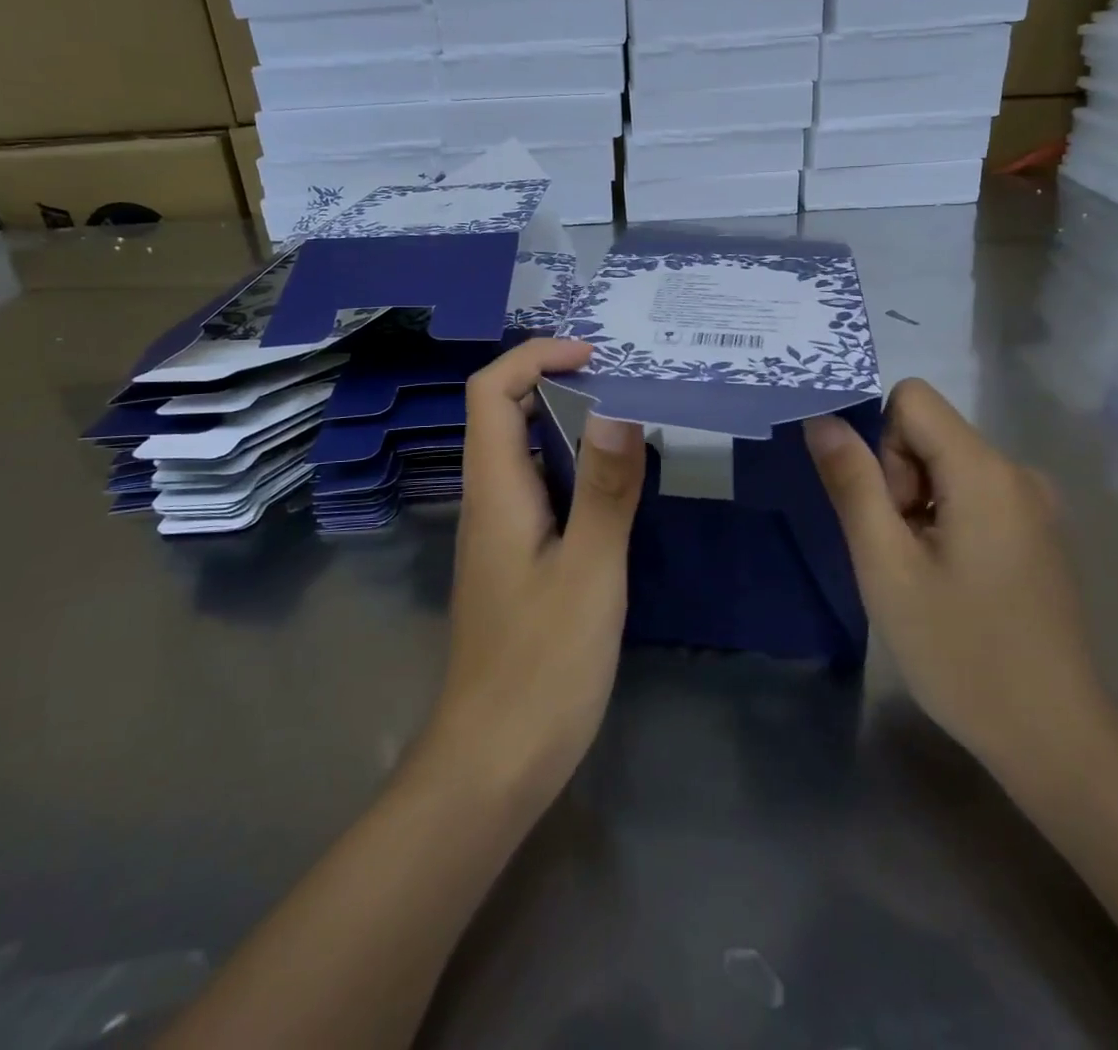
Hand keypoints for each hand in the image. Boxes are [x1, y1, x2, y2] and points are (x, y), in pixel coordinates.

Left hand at [421, 338, 645, 820]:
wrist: (494, 761)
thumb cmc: (543, 667)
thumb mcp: (591, 573)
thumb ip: (607, 489)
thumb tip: (619, 407)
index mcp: (496, 492)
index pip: (490, 392)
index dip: (534, 358)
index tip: (594, 356)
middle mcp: (488, 501)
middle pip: (503, 414)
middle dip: (556, 381)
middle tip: (623, 381)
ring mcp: (499, 532)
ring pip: (523, 452)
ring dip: (568, 423)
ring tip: (629, 419)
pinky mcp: (516, 560)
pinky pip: (539, 489)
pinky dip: (573, 466)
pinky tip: (615, 485)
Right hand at [803, 380, 1113, 785]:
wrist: (1054, 737)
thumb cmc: (960, 651)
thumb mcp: (886, 566)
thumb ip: (851, 483)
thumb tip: (822, 419)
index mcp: (985, 471)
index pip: (911, 399)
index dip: (881, 445)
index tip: (888, 512)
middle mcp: (1018, 472)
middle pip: (929, 433)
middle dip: (898, 479)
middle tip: (901, 554)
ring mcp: (1035, 504)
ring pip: (947, 465)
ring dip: (918, 505)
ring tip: (924, 574)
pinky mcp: (1039, 532)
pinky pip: (972, 494)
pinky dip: (945, 521)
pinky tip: (951, 581)